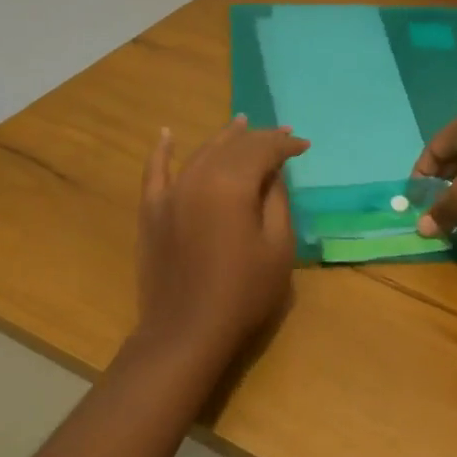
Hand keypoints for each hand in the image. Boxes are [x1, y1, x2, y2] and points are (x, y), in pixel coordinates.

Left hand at [134, 116, 309, 365]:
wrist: (186, 332)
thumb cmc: (243, 292)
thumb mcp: (278, 246)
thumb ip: (277, 200)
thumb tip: (273, 172)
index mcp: (232, 184)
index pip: (263, 150)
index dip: (285, 145)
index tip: (304, 145)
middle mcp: (199, 177)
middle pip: (233, 147)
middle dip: (260, 138)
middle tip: (283, 134)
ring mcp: (171, 192)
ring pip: (201, 152)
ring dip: (224, 137)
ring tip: (241, 124)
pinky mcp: (152, 211)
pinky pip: (155, 171)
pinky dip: (162, 150)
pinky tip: (166, 134)